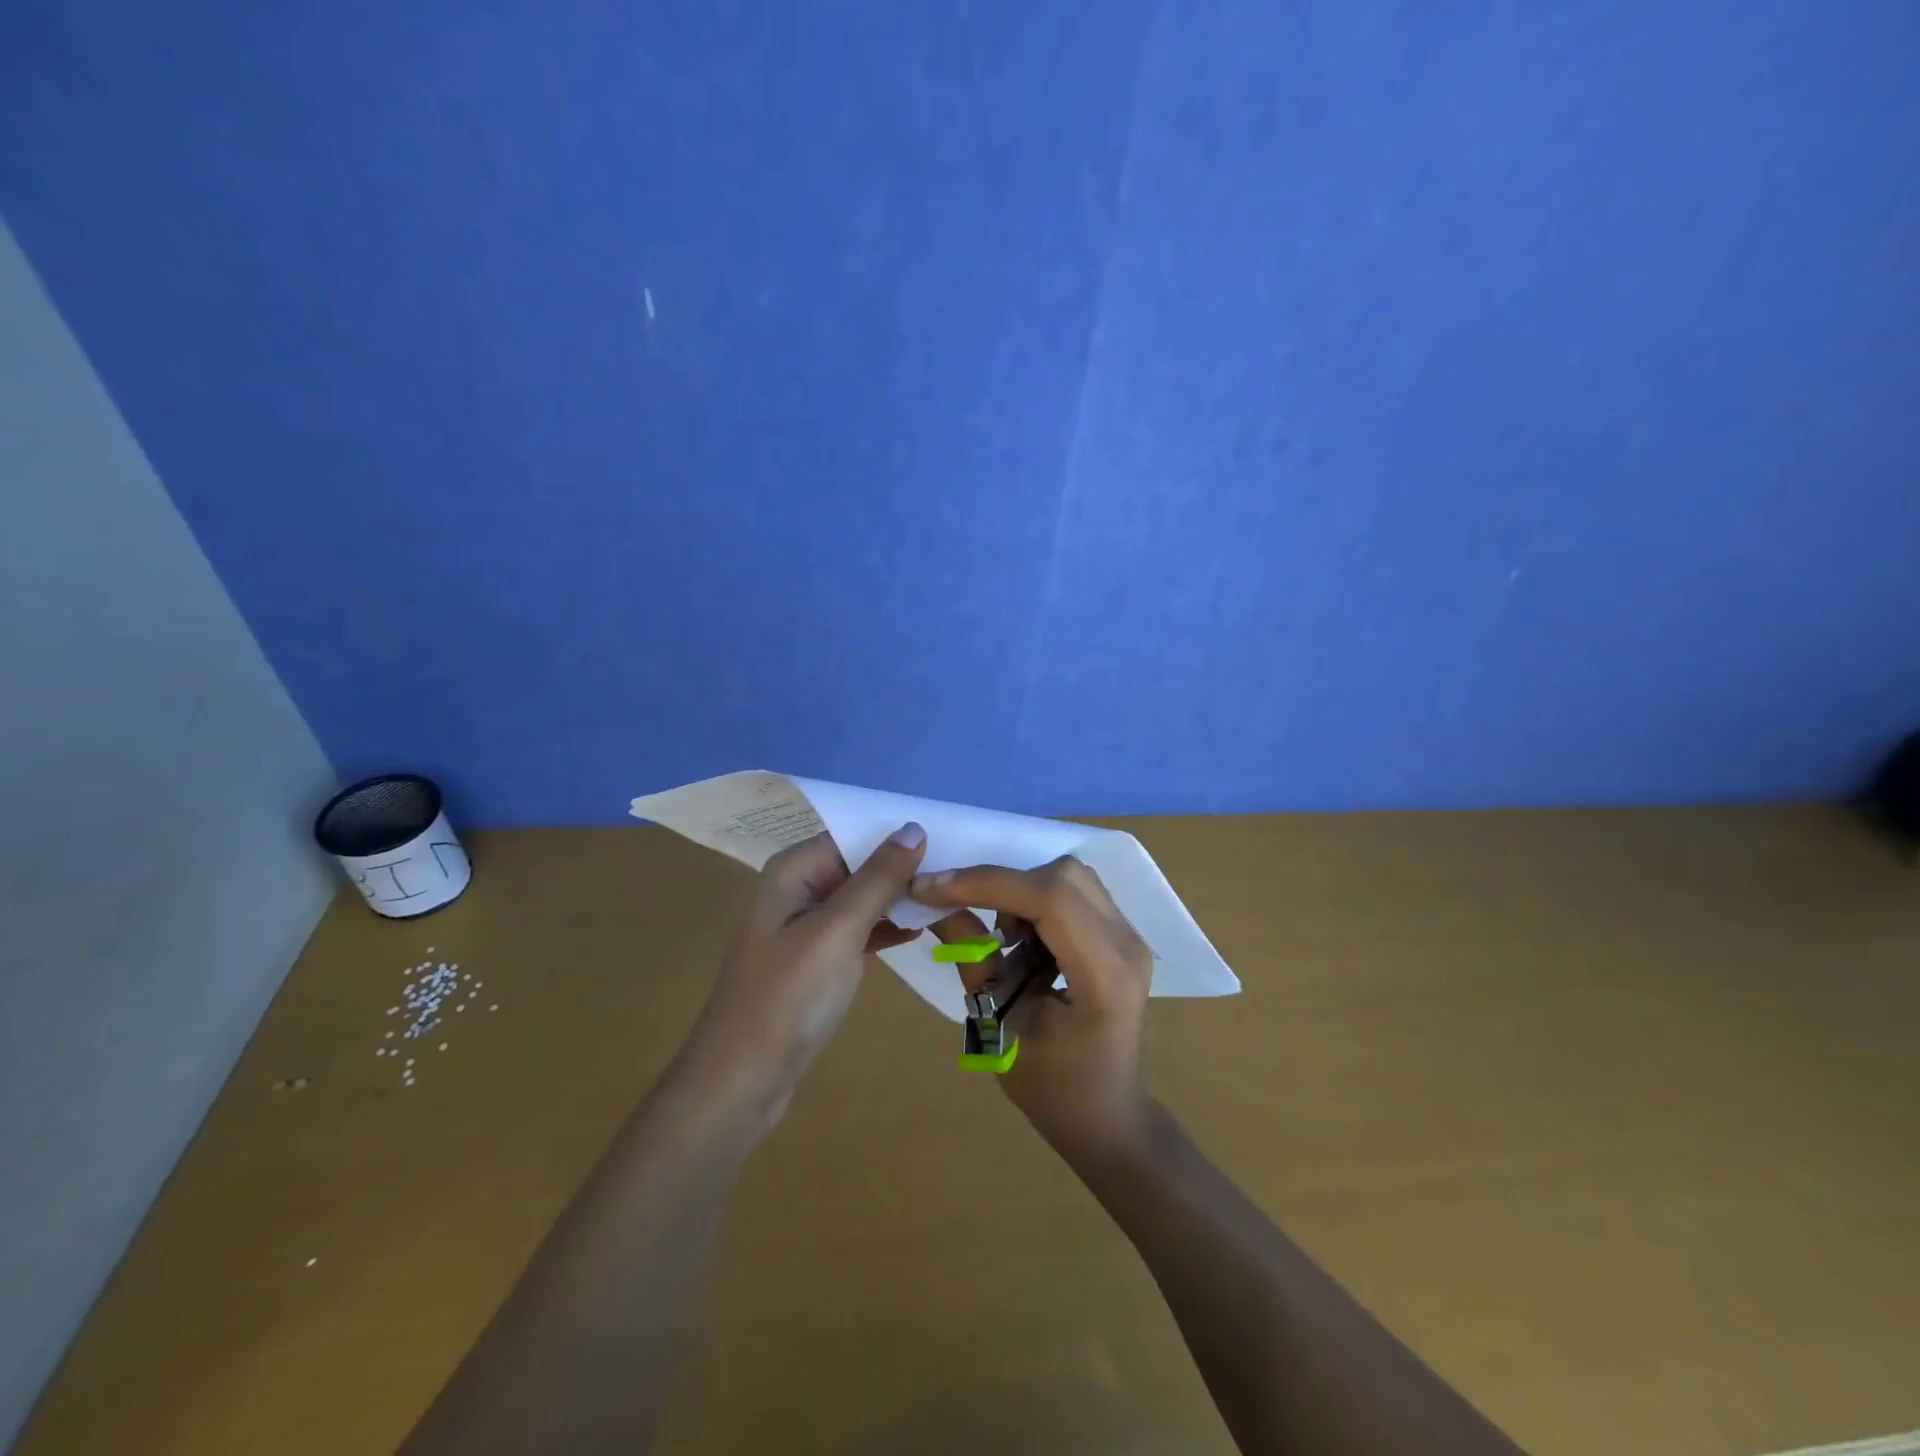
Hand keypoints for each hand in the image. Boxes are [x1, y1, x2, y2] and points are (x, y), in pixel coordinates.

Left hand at [679, 825, 925, 1119]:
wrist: (742, 1080)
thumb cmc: (789, 997)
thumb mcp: (838, 930)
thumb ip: (878, 878)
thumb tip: (914, 827)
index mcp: (795, 870)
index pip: (855, 835)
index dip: (898, 835)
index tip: (951, 838)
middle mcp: (798, 888)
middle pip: (860, 864)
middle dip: (904, 868)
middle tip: (958, 873)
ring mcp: (806, 926)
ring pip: (863, 898)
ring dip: (899, 898)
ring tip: (949, 898)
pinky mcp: (816, 959)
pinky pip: (858, 929)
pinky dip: (885, 928)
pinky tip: (920, 931)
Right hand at [910, 856, 1152, 1158]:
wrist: (1108, 1118)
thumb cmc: (1053, 1090)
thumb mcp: (999, 1029)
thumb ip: (973, 959)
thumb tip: (935, 904)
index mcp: (1104, 976)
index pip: (1049, 899)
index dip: (986, 883)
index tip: (930, 887)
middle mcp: (1127, 944)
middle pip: (1063, 875)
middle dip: (1003, 884)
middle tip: (967, 913)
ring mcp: (1130, 936)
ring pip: (1069, 876)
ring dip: (1022, 891)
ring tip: (1001, 937)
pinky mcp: (1121, 935)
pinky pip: (1076, 892)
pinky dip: (1038, 900)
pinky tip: (1023, 940)